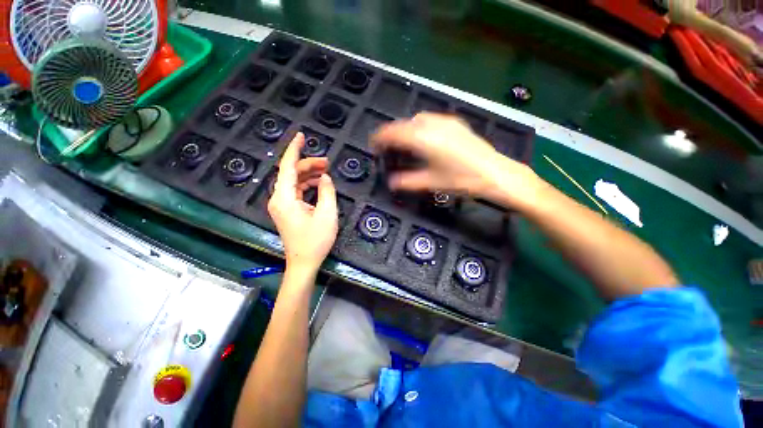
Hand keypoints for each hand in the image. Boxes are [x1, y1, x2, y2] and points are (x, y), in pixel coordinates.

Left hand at [268, 133, 337, 272]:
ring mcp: (281, 205)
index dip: (295, 150)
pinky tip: (319, 185)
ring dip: (309, 175)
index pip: (287, 167)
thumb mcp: (327, 215)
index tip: (302, 136)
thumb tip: (325, 177)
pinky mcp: (287, 210)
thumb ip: (327, 192)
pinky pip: (296, 191)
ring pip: (294, 182)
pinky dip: (307, 185)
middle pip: (291, 173)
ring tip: (326, 172)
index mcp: (284, 198)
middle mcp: (278, 199)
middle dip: (309, 164)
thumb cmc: (315, 241)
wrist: (303, 263)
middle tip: (328, 163)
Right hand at [371, 113, 540, 207]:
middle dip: (392, 133)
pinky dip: (419, 126)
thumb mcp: (431, 183)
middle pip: (404, 124)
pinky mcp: (455, 123)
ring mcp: (445, 122)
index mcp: (424, 139)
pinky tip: (423, 137)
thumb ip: (407, 181)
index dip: (380, 137)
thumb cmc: (461, 179)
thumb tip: (391, 182)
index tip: (374, 143)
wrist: (494, 173)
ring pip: (417, 119)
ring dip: (405, 128)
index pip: (394, 133)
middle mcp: (433, 125)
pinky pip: (430, 119)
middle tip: (386, 145)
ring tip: (403, 142)